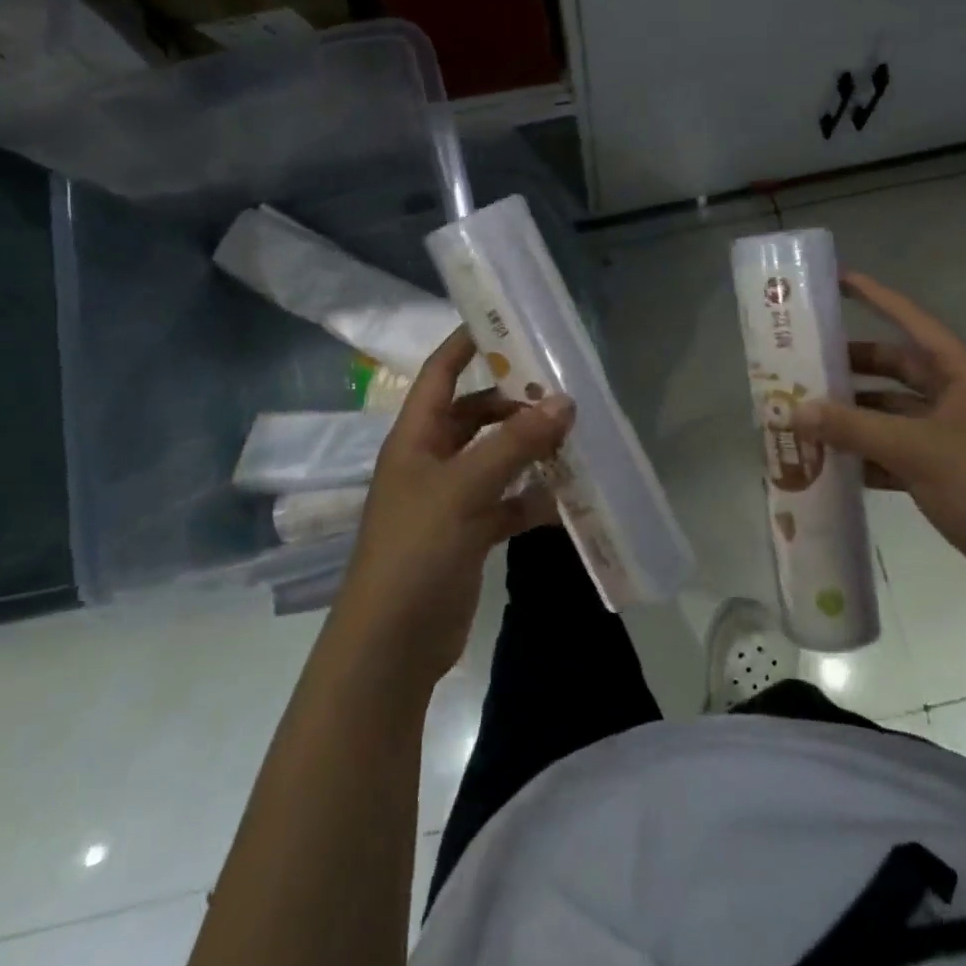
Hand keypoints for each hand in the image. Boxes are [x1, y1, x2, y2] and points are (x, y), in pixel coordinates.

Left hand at [332, 327, 573, 688]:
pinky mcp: (468, 534)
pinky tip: (564, 499)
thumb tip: (565, 401)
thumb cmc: (416, 549)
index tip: (506, 321)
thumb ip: (515, 443)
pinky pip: (506, 503)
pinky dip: (532, 498)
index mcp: (416, 437)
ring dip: (529, 449)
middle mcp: (431, 460)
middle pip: (476, 414)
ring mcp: (450, 499)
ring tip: (573, 439)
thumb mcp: (465, 487)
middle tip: (562, 391)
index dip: (467, 343)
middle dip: (515, 402)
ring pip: (496, 458)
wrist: (391, 645)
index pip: (440, 373)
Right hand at [791, 270, 965, 610]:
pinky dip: (866, 453)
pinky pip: (896, 449)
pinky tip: (828, 462)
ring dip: (852, 415)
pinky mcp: (947, 469)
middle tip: (798, 364)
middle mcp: (957, 392)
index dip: (872, 296)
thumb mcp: (915, 449)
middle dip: (848, 366)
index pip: (908, 318)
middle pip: (893, 366)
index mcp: (961, 369)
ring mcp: (952, 432)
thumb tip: (794, 411)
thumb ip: (852, 427)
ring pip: (891, 411)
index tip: (832, 280)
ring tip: (801, 414)